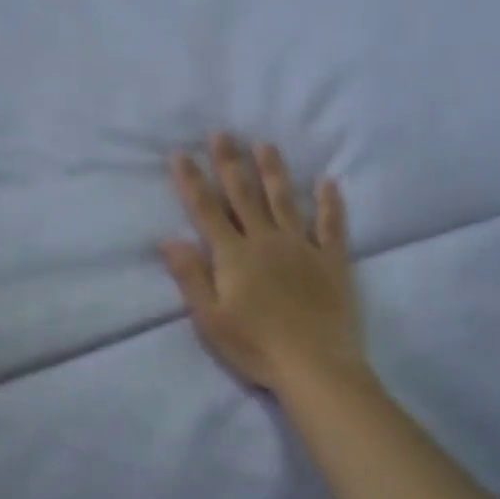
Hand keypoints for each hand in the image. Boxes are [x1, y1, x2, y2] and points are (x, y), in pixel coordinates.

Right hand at [161, 134, 365, 391]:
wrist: (314, 365)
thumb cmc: (255, 346)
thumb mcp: (210, 318)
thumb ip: (191, 276)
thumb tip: (168, 239)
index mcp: (234, 256)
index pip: (207, 210)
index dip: (192, 182)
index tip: (180, 154)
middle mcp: (266, 241)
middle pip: (244, 195)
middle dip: (230, 162)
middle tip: (223, 133)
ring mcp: (302, 247)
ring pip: (285, 200)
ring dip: (273, 171)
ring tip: (266, 145)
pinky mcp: (331, 260)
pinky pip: (331, 225)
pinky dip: (330, 203)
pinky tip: (328, 182)